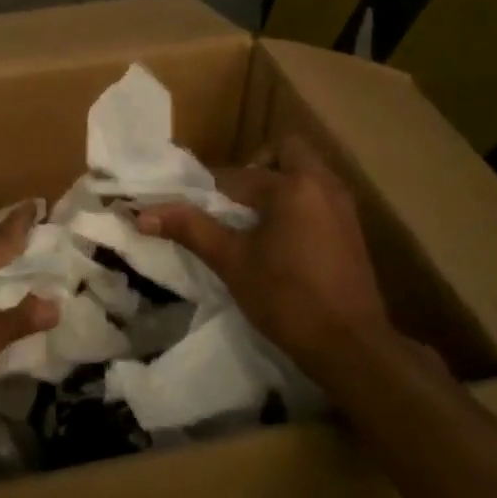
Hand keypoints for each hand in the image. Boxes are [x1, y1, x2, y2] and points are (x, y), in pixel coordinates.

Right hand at [138, 136, 390, 388]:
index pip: (238, 174)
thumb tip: (143, 214)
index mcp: (292, 186)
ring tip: (253, 221)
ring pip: (306, 173)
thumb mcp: (232, 262)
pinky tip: (281, 239)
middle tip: (235, 201)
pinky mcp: (353, 228)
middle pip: (285, 152)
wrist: (350, 346)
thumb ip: (190, 229)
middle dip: (257, 167)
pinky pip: (319, 196)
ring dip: (279, 184)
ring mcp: (343, 206)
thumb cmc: (286, 298)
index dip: (209, 190)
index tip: (190, 207)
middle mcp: (323, 184)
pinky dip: (298, 203)